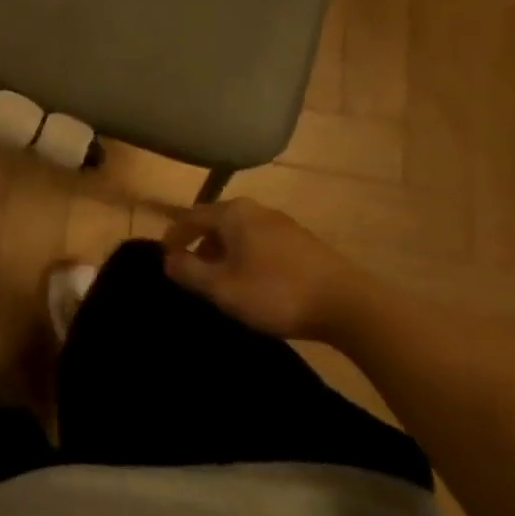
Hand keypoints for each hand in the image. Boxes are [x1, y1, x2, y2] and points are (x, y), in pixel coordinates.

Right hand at [161, 200, 361, 340]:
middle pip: (217, 222)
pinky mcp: (304, 243)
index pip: (190, 216)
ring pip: (241, 233)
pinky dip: (248, 257)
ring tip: (222, 281)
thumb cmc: (276, 292)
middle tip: (192, 272)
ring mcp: (283, 224)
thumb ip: (189, 272)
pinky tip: (254, 282)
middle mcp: (256, 210)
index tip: (164, 258)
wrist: (350, 305)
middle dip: (200, 245)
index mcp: (233, 213)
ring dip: (225, 253)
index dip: (173, 236)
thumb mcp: (222, 288)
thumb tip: (168, 259)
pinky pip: (262, 243)